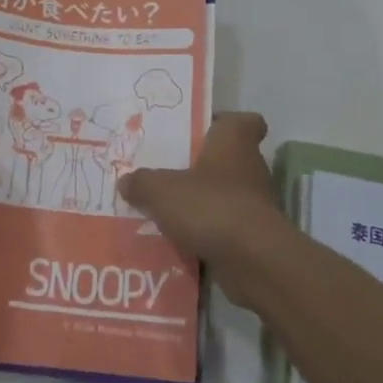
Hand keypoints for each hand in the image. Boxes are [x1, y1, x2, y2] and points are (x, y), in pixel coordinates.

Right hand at [119, 113, 288, 300]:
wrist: (254, 261)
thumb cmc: (210, 206)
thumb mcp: (161, 190)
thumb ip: (142, 183)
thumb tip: (126, 181)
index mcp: (234, 142)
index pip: (245, 121)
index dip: (225, 123)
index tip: (201, 132)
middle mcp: (250, 167)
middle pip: (229, 159)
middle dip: (202, 167)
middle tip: (168, 174)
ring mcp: (256, 203)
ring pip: (226, 194)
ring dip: (203, 202)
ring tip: (167, 211)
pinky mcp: (255, 236)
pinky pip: (226, 227)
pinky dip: (208, 232)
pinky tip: (179, 241)